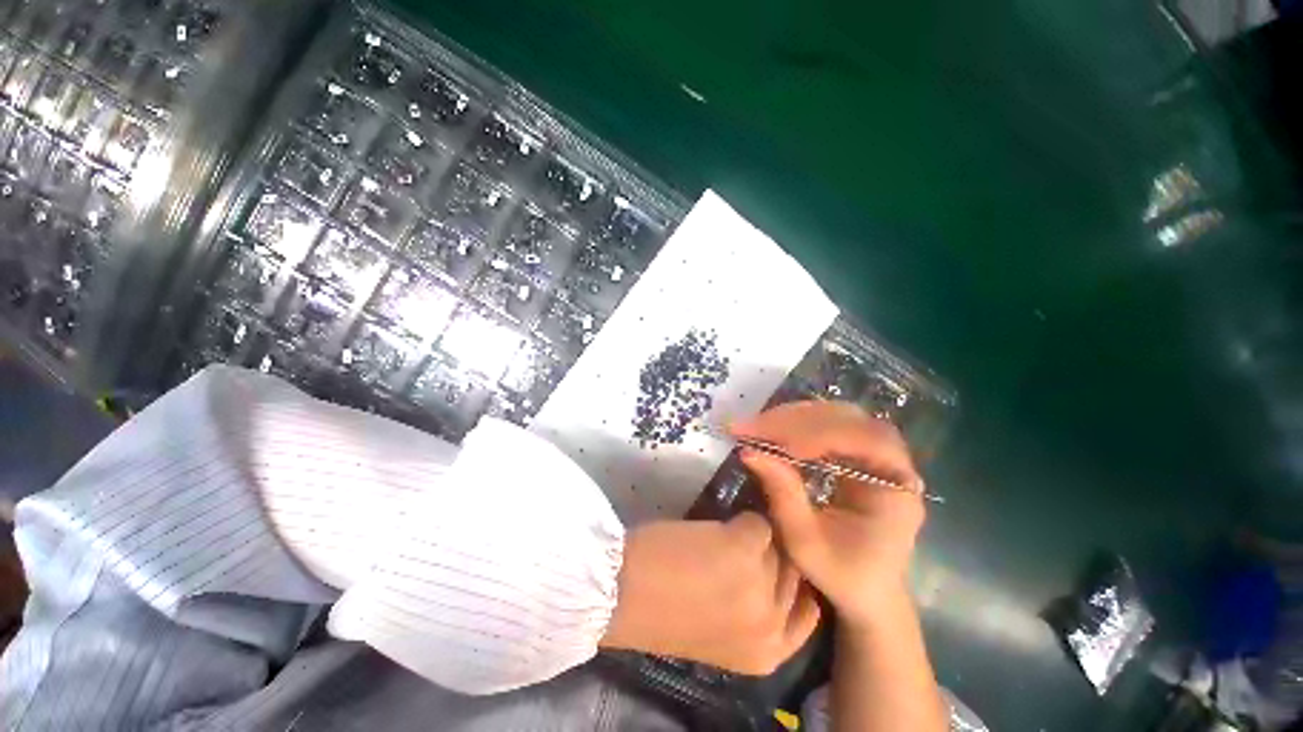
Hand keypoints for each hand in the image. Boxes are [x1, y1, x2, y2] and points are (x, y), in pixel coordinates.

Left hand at [600, 514, 820, 674]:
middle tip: (745, 546)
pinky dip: (738, 520)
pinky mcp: (744, 547)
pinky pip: (755, 521)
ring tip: (726, 537)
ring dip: (753, 536)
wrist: (621, 594)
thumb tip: (772, 568)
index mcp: (766, 655)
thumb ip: (753, 612)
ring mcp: (761, 584)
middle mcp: (771, 625)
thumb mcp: (721, 632)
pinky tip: (716, 527)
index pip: (808, 612)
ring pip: (775, 542)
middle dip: (771, 555)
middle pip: (793, 572)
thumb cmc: (662, 612)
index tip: (781, 564)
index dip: (795, 584)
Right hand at [732, 401, 925, 627]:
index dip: (818, 435)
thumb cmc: (843, 575)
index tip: (775, 443)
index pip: (863, 440)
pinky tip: (774, 430)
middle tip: (752, 428)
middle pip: (847, 419)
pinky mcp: (859, 452)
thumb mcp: (806, 542)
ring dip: (793, 417)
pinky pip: (828, 424)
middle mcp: (893, 462)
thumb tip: (749, 451)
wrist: (868, 590)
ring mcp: (877, 453)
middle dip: (795, 420)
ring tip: (757, 427)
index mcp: (896, 488)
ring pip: (835, 415)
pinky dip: (797, 423)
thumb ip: (782, 494)